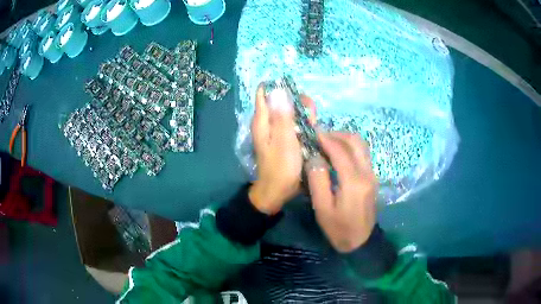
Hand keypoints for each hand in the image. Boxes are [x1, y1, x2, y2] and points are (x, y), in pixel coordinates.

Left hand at [249, 85, 302, 214]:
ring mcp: (277, 131)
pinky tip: (312, 132)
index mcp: (262, 120)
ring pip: (291, 112)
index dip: (279, 87)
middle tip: (310, 116)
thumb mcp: (284, 140)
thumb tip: (278, 89)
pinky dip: (304, 125)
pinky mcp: (285, 138)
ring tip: (313, 126)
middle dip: (299, 103)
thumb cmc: (281, 167)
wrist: (278, 191)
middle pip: (282, 101)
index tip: (296, 93)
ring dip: (304, 115)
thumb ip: (282, 115)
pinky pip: (294, 124)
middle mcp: (267, 122)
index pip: (264, 93)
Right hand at [307, 132, 377, 252]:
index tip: (313, 133)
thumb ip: (318, 181)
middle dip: (337, 134)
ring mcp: (372, 174)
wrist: (360, 241)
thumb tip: (315, 158)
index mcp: (354, 182)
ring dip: (345, 139)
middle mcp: (366, 173)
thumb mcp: (323, 209)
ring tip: (328, 142)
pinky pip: (362, 154)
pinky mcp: (372, 177)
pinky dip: (350, 147)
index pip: (340, 151)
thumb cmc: (339, 228)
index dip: (326, 139)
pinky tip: (338, 153)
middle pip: (355, 142)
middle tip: (320, 137)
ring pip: (361, 145)